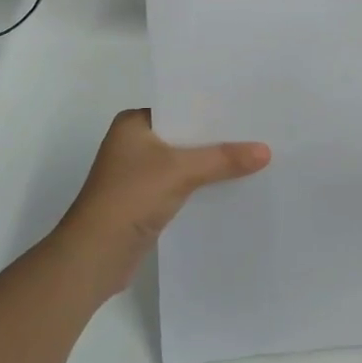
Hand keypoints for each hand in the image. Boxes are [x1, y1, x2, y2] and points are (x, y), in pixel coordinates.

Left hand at [54, 109, 269, 301]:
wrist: (95, 256)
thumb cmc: (130, 198)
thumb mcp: (180, 171)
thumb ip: (223, 159)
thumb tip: (266, 150)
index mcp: (133, 123)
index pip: (180, 106)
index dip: (212, 108)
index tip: (246, 107)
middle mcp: (133, 142)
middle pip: (184, 135)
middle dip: (216, 137)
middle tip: (258, 131)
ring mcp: (138, 173)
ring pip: (183, 161)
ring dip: (210, 163)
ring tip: (253, 157)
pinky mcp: (145, 201)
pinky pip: (181, 184)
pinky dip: (201, 185)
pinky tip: (231, 187)